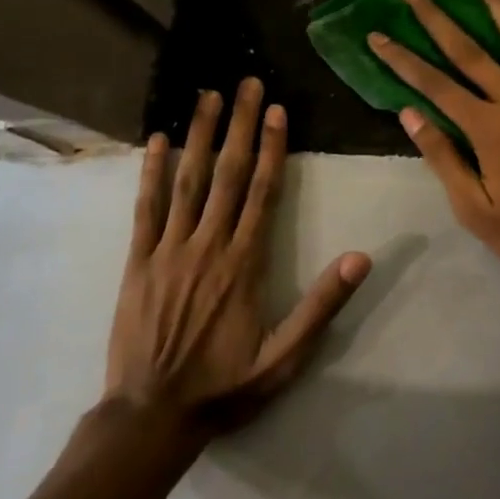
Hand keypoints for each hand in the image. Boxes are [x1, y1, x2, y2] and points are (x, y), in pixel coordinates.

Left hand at [104, 79, 370, 433]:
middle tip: (246, 83)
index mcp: (244, 263)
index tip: (276, 110)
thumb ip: (322, 305)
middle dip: (239, 125)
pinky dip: (151, 172)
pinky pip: (145, 208)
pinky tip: (156, 141)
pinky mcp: (137, 261)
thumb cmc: (224, 386)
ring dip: (199, 135)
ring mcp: (169, 249)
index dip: (272, 148)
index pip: (263, 192)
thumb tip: (362, 257)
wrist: (151, 415)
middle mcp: (208, 245)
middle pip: (228, 174)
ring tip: (207, 96)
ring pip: (188, 181)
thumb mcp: (285, 357)